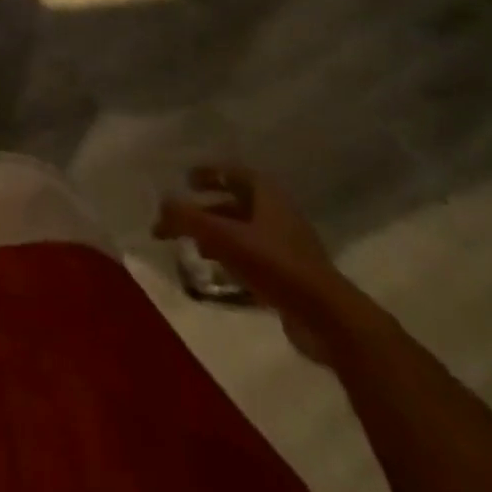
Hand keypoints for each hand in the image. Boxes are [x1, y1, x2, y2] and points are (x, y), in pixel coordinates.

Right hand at [155, 167, 344, 362]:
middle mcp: (279, 215)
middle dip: (207, 208)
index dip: (209, 172)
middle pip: (237, 203)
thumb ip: (188, 218)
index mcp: (267, 195)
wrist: (330, 320)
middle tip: (182, 217)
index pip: (233, 172)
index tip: (186, 179)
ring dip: (218, 235)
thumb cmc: (276, 265)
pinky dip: (232, 259)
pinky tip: (218, 273)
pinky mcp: (292, 278)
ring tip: (194, 247)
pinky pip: (254, 259)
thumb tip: (161, 204)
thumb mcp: (224, 236)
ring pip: (244, 232)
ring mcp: (288, 248)